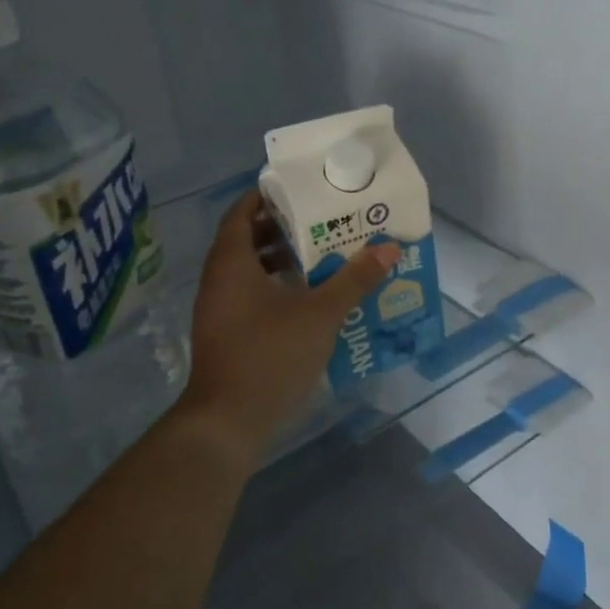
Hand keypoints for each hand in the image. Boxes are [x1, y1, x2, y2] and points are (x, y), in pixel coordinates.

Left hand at [179, 189, 399, 460]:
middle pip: (247, 239)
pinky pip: (251, 295)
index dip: (266, 196)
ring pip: (250, 270)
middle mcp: (220, 280)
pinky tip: (309, 297)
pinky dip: (277, 287)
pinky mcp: (228, 334)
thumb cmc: (270, 354)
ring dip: (281, 259)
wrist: (228, 421)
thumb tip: (389, 246)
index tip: (299, 187)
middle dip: (282, 227)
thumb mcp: (320, 313)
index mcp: (232, 263)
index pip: (242, 212)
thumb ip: (355, 279)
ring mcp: (220, 310)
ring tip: (321, 254)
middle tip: (320, 219)